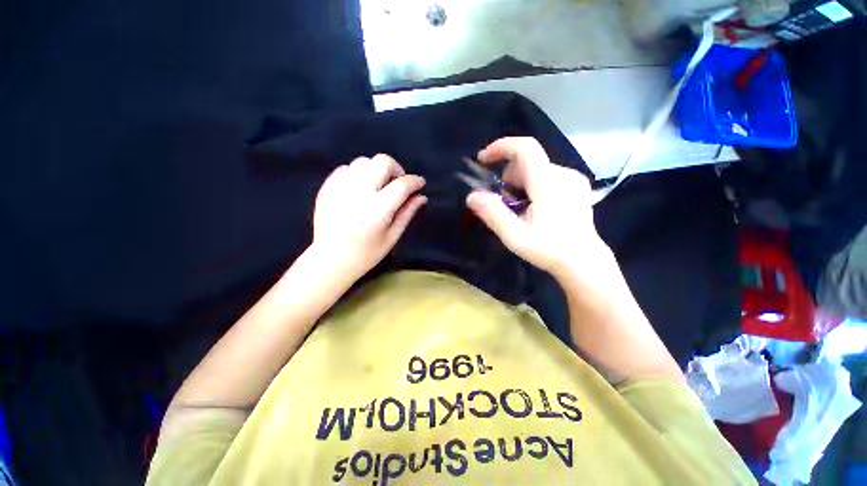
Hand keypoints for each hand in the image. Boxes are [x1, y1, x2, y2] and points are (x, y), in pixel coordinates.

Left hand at [312, 154, 426, 279]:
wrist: (330, 259)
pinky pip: (346, 168)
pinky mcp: (327, 187)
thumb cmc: (366, 253)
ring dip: (376, 170)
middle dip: (396, 169)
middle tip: (397, 183)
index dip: (415, 181)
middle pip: (382, 162)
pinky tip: (359, 189)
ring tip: (377, 186)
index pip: (402, 185)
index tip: (420, 183)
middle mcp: (358, 193)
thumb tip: (422, 196)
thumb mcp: (392, 236)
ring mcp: (340, 188)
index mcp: (377, 210)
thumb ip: (407, 213)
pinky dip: (357, 174)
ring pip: (363, 161)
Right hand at [466, 137, 608, 277]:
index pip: (525, 148)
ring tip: (519, 209)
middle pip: (527, 161)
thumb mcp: (515, 236)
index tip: (483, 159)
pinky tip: (533, 207)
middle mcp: (563, 174)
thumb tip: (471, 196)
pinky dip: (531, 185)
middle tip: (503, 202)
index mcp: (548, 183)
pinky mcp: (576, 186)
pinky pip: (546, 175)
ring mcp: (572, 179)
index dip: (501, 147)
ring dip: (519, 183)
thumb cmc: (549, 250)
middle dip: (508, 177)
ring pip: (535, 169)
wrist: (583, 261)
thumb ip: (493, 214)